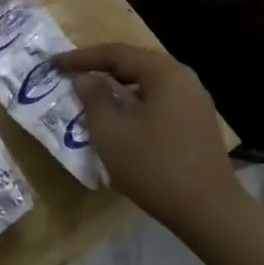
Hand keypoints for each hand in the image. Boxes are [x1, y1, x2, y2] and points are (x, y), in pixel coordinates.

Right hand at [54, 43, 245, 223]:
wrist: (209, 211)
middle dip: (100, 66)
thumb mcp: (112, 134)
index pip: (116, 53)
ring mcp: (195, 100)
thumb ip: (94, 100)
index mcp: (164, 73)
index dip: (81, 57)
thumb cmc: (154, 168)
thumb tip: (83, 78)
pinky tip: (120, 114)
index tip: (54, 64)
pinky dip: (135, 98)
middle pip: (135, 62)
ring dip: (118, 83)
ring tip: (91, 91)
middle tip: (71, 73)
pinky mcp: (197, 121)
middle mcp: (183, 78)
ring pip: (148, 81)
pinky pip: (159, 97)